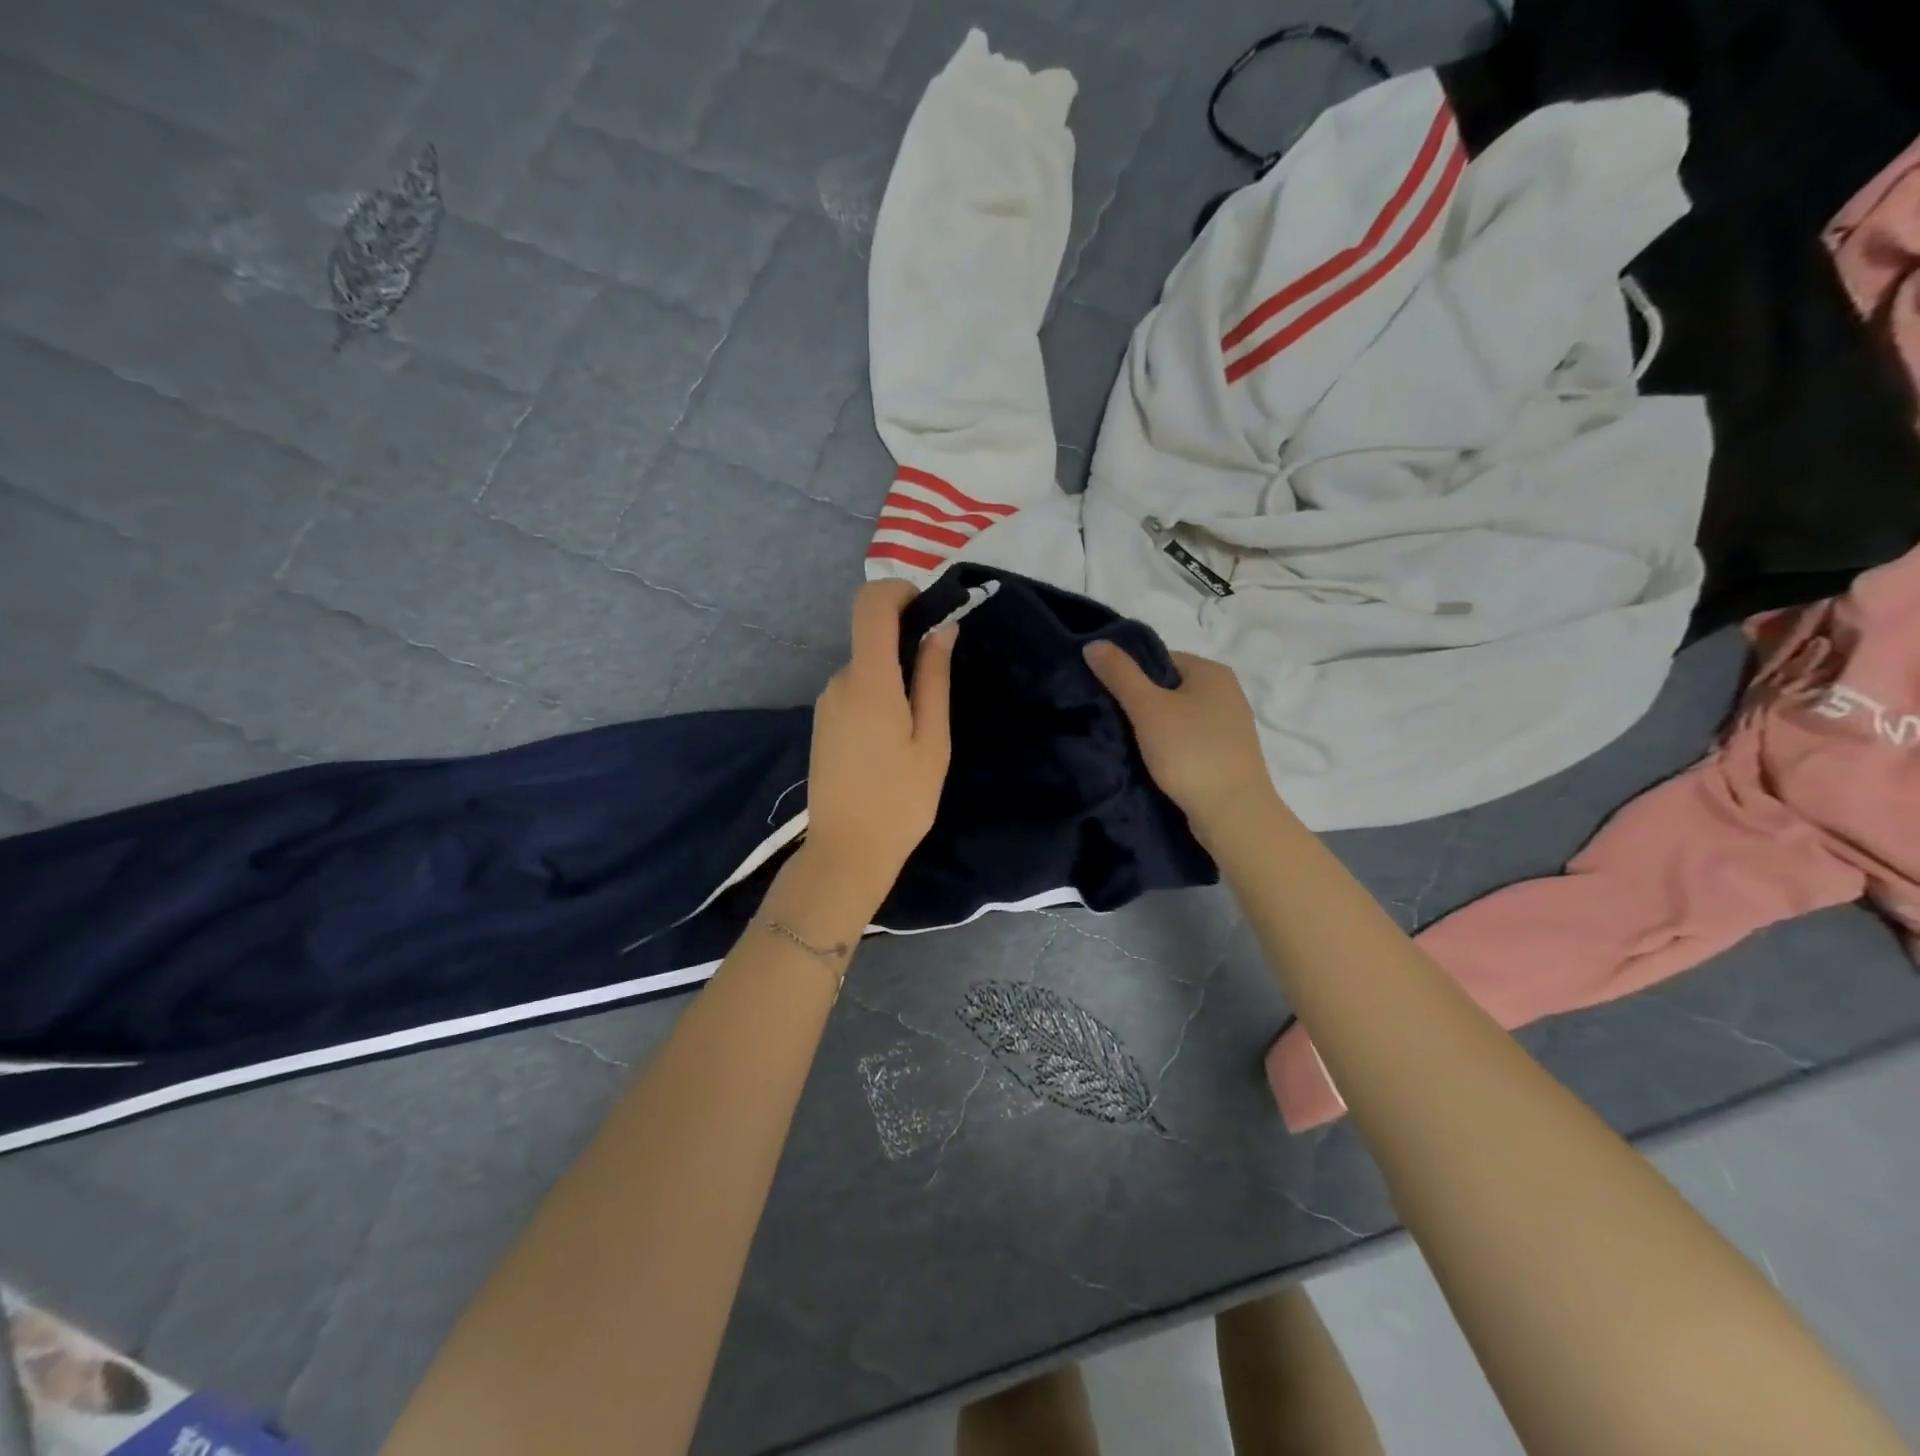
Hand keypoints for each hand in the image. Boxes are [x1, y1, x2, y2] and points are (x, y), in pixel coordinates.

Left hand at [804, 580, 955, 901]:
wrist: (847, 852)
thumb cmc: (900, 801)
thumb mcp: (932, 740)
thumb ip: (933, 679)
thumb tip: (942, 629)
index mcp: (869, 681)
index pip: (870, 604)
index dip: (900, 591)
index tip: (930, 612)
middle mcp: (839, 682)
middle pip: (871, 637)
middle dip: (908, 646)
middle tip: (940, 686)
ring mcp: (826, 703)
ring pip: (866, 668)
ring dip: (895, 679)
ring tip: (920, 728)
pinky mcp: (823, 723)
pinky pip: (855, 691)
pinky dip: (880, 697)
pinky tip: (895, 741)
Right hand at [1082, 642, 1276, 836]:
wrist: (1233, 813)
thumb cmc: (1190, 752)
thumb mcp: (1147, 708)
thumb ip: (1119, 674)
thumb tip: (1093, 643)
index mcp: (1212, 671)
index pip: (1159, 659)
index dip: (1130, 675)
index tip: (1108, 697)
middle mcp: (1227, 692)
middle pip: (1169, 688)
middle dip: (1141, 703)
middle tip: (1113, 722)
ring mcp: (1231, 726)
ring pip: (1179, 717)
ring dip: (1154, 728)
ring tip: (1129, 745)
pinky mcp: (1228, 755)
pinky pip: (1190, 740)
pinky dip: (1171, 748)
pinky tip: (1154, 763)